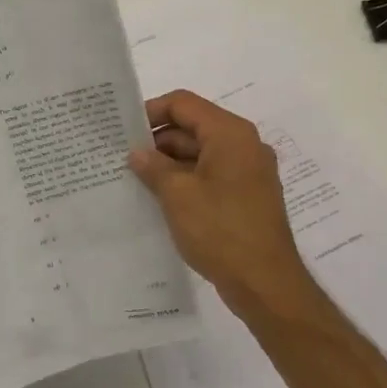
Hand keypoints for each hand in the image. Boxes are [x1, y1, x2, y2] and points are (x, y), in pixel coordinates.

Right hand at [129, 91, 339, 329]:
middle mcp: (243, 146)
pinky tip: (159, 199)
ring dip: (168, 164)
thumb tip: (137, 153)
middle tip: (121, 159)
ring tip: (134, 181)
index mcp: (230, 134)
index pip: (183, 104)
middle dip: (157, 142)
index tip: (122, 132)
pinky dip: (185, 181)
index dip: (150, 112)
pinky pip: (210, 176)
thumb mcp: (177, 194)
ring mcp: (248, 172)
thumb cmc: (220, 230)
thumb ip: (153, 166)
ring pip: (200, 154)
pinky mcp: (246, 197)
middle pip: (192, 128)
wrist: (265, 283)